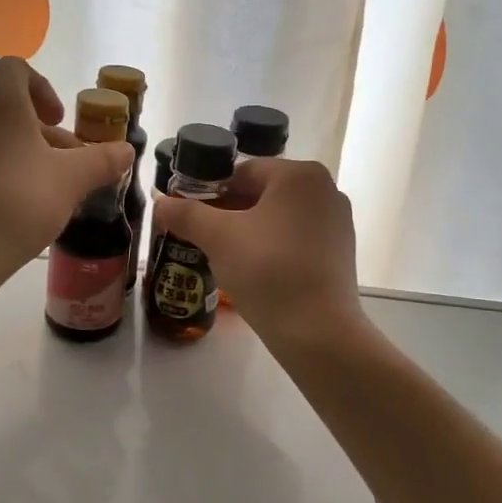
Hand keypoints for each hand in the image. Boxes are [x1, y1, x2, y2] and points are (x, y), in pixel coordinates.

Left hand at [0, 58, 132, 291]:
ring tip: (46, 186)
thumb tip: (126, 150)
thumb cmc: (18, 200)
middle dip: (40, 129)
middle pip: (6, 105)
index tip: (61, 120)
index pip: (17, 70)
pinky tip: (16, 204)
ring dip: (20, 150)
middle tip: (65, 160)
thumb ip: (103, 160)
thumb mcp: (72, 179)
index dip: (44, 90)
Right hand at [152, 158, 363, 346]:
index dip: (211, 192)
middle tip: (203, 239)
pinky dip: (275, 249)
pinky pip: (298, 239)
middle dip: (230, 213)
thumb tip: (160, 202)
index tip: (191, 217)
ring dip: (251, 232)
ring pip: (280, 218)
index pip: (243, 172)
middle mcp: (326, 189)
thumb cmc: (267, 271)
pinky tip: (257, 274)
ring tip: (226, 258)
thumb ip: (186, 214)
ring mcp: (338, 222)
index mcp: (300, 174)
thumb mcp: (218, 238)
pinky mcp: (341, 252)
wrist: (317, 330)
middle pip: (263, 194)